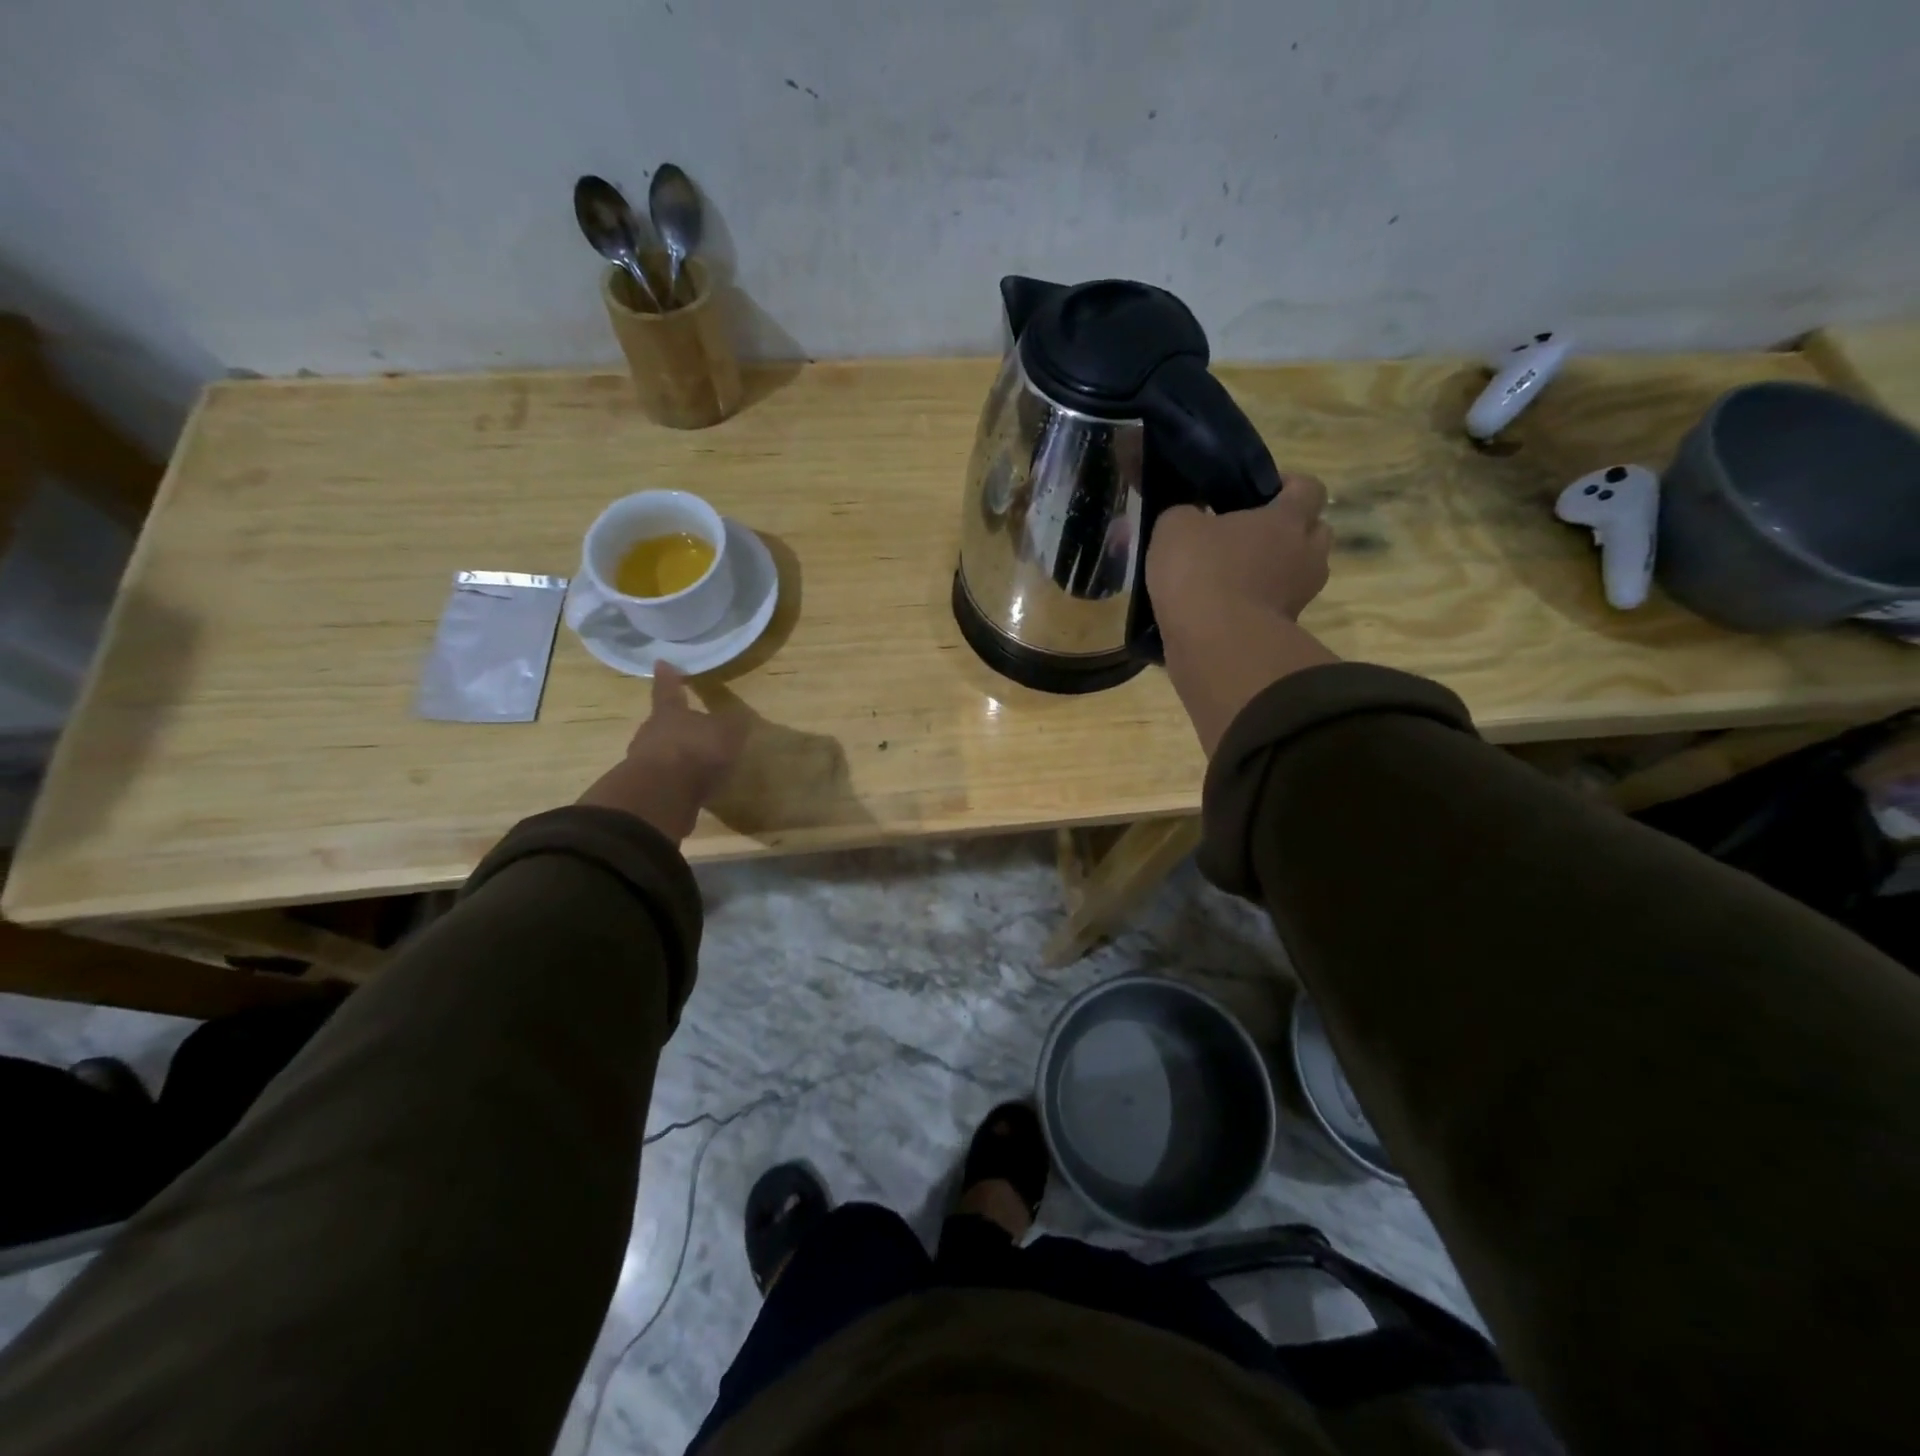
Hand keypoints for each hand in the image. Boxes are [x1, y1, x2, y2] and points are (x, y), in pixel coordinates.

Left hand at [577, 664, 748, 841]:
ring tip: (696, 764)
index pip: (668, 690)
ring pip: (660, 752)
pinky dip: (677, 782)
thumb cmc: (696, 751)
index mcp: (669, 713)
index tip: (661, 663)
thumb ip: (733, 725)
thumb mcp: (728, 732)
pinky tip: (692, 789)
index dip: (668, 677)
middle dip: (674, 725)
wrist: (662, 795)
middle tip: (688, 727)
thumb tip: (738, 718)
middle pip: (661, 723)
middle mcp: (651, 733)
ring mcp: (644, 763)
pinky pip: (664, 780)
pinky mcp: (646, 791)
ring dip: (676, 756)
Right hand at [1145, 474, 1331, 632]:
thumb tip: (1191, 516)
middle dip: (1290, 530)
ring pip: (1299, 573)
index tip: (1260, 493)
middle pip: (1315, 532)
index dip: (1288, 486)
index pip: (1308, 488)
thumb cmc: (1202, 573)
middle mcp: (1306, 554)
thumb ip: (1185, 513)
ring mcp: (1300, 597)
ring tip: (1237, 576)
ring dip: (1276, 572)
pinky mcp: (1284, 631)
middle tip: (1252, 536)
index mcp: (1288, 519)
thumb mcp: (1175, 528)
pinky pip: (1276, 608)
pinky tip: (1225, 608)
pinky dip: (1258, 605)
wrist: (1215, 645)